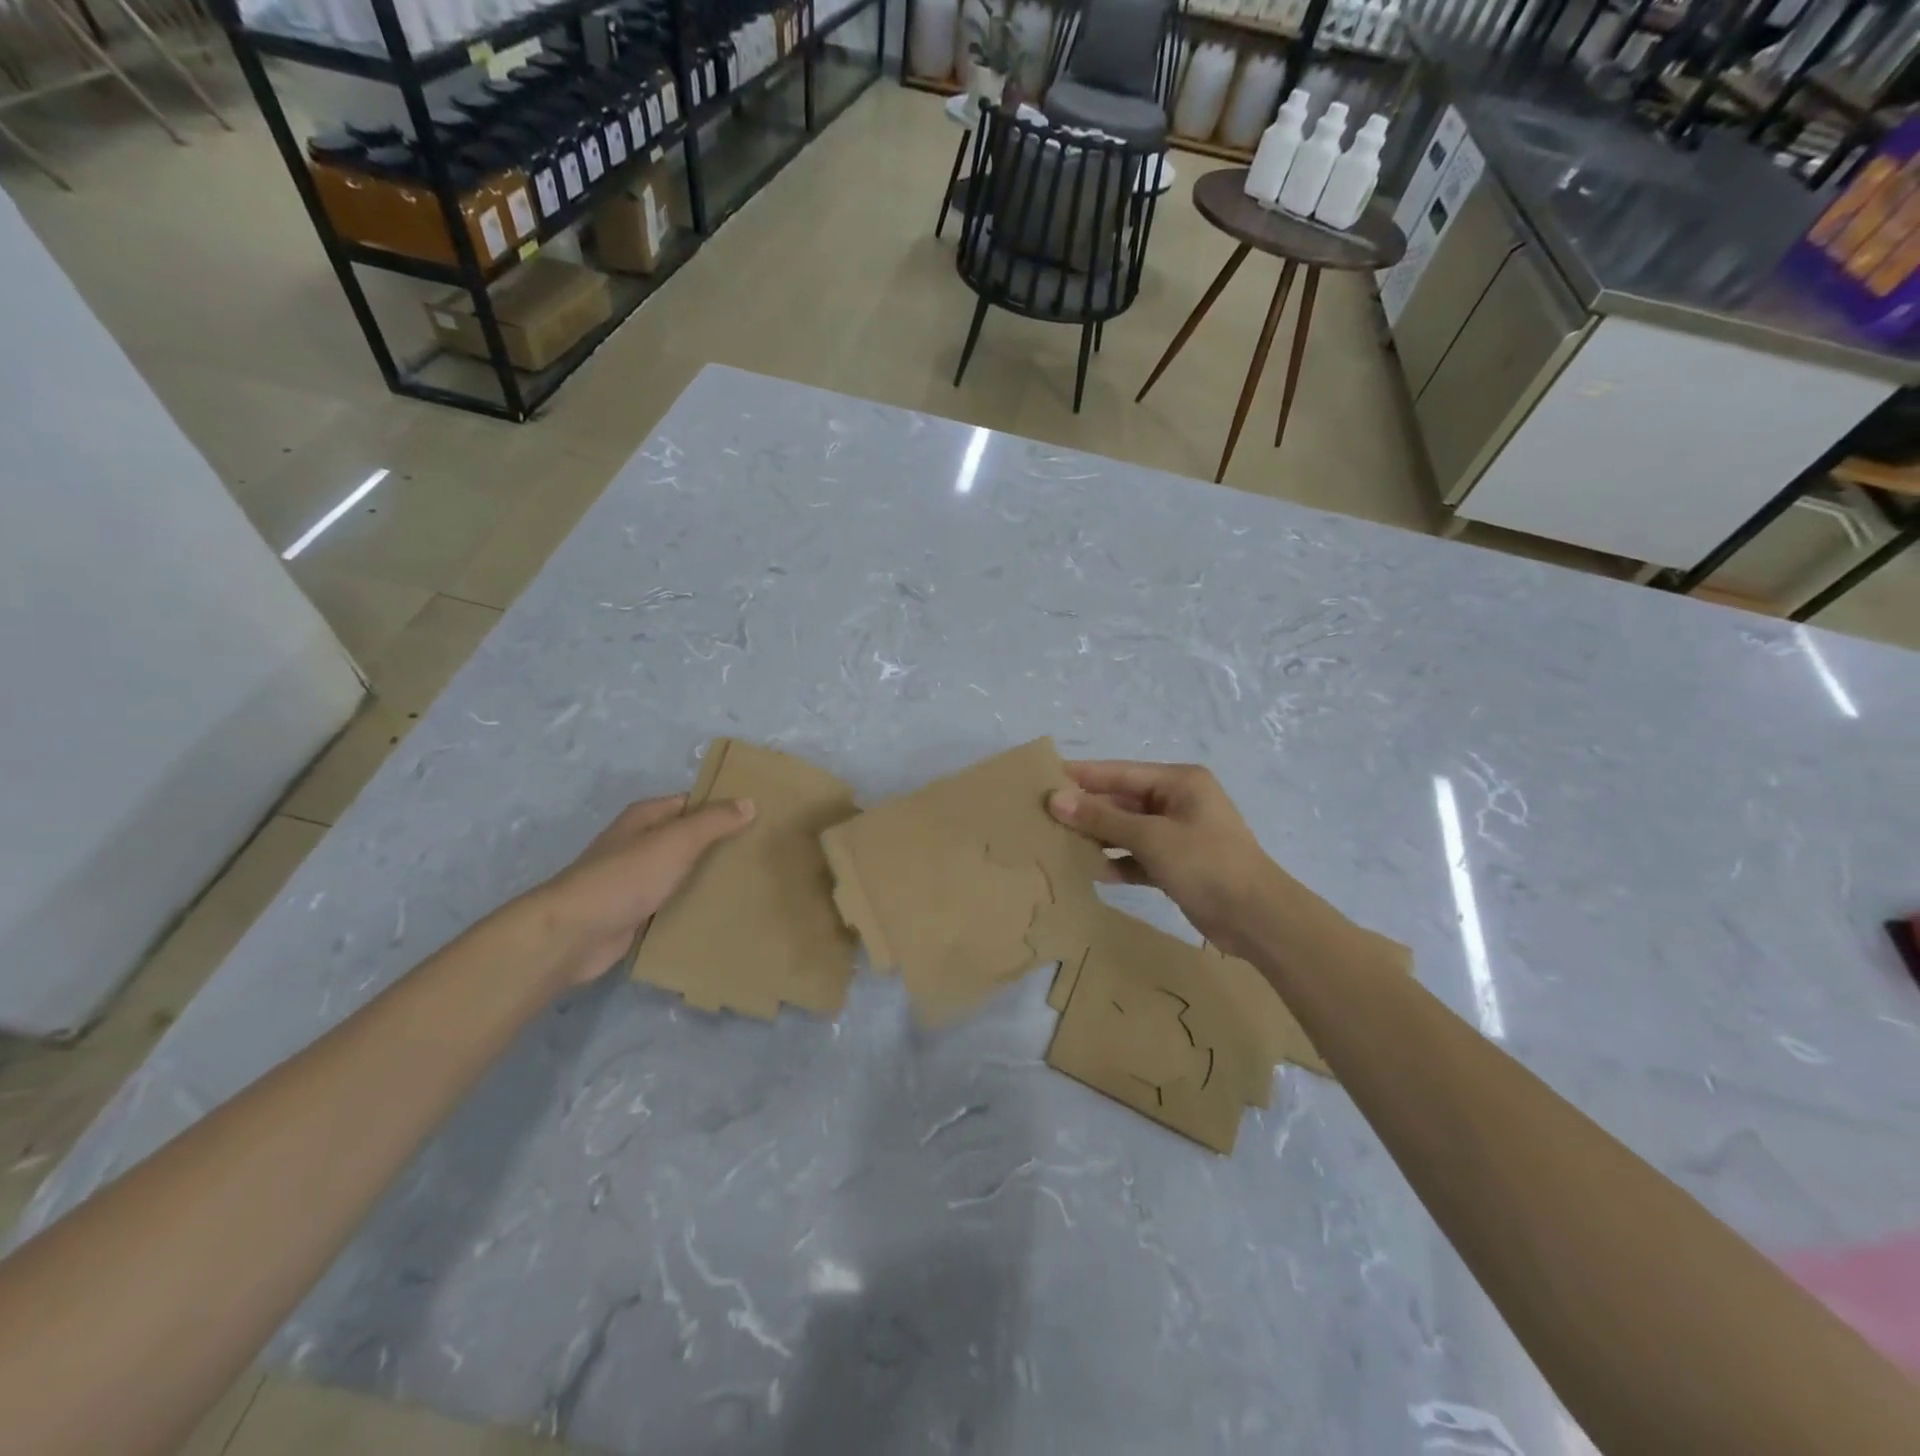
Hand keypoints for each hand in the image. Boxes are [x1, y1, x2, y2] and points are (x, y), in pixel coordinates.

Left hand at [532, 794, 755, 988]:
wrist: (575, 934)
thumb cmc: (626, 877)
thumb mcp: (676, 841)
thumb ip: (713, 822)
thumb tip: (748, 803)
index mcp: (646, 817)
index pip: (692, 803)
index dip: (723, 808)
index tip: (759, 818)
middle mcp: (640, 843)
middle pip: (688, 838)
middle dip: (720, 844)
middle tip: (761, 853)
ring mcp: (636, 879)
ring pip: (682, 872)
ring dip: (708, 877)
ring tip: (750, 883)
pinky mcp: (636, 912)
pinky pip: (672, 902)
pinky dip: (693, 905)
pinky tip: (721, 912)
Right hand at [1049, 761, 1279, 958]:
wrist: (1257, 918)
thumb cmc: (1207, 863)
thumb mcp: (1151, 837)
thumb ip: (1102, 818)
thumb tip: (1055, 799)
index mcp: (1179, 782)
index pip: (1119, 772)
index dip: (1082, 776)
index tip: (1044, 778)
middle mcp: (1178, 802)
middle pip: (1122, 801)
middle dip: (1087, 811)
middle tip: (1044, 817)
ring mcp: (1178, 834)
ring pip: (1128, 830)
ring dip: (1099, 838)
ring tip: (1060, 844)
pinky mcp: (1177, 864)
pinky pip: (1138, 856)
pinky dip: (1119, 862)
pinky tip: (1093, 872)